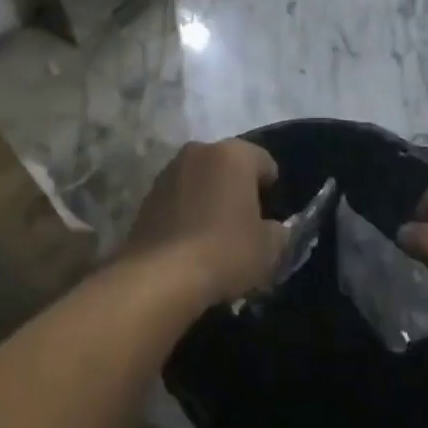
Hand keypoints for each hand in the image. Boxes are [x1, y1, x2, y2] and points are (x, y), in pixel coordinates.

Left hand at [124, 140, 287, 306]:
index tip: (270, 220)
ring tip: (214, 236)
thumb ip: (279, 232)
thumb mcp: (268, 248)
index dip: (272, 191)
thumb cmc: (225, 251)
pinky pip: (179, 198)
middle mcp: (200, 151)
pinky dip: (187, 212)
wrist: (160, 276)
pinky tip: (190, 242)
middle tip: (244, 227)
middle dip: (238, 190)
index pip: (265, 163)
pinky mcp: (148, 195)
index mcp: (234, 154)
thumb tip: (274, 230)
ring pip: (202, 180)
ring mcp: (169, 171)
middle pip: (230, 167)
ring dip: (210, 199)